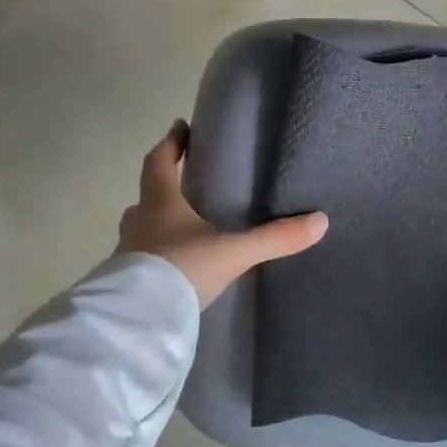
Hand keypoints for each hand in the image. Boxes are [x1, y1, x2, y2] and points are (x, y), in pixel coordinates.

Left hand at [117, 121, 328, 307]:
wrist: (140, 320)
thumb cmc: (182, 269)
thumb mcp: (233, 252)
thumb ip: (274, 238)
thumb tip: (320, 221)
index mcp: (160, 204)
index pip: (159, 163)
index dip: (170, 143)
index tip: (179, 127)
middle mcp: (139, 223)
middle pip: (146, 196)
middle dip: (163, 187)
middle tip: (183, 183)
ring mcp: (128, 254)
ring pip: (140, 229)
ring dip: (156, 224)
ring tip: (180, 228)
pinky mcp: (126, 284)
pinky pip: (140, 261)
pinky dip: (154, 257)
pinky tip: (171, 269)